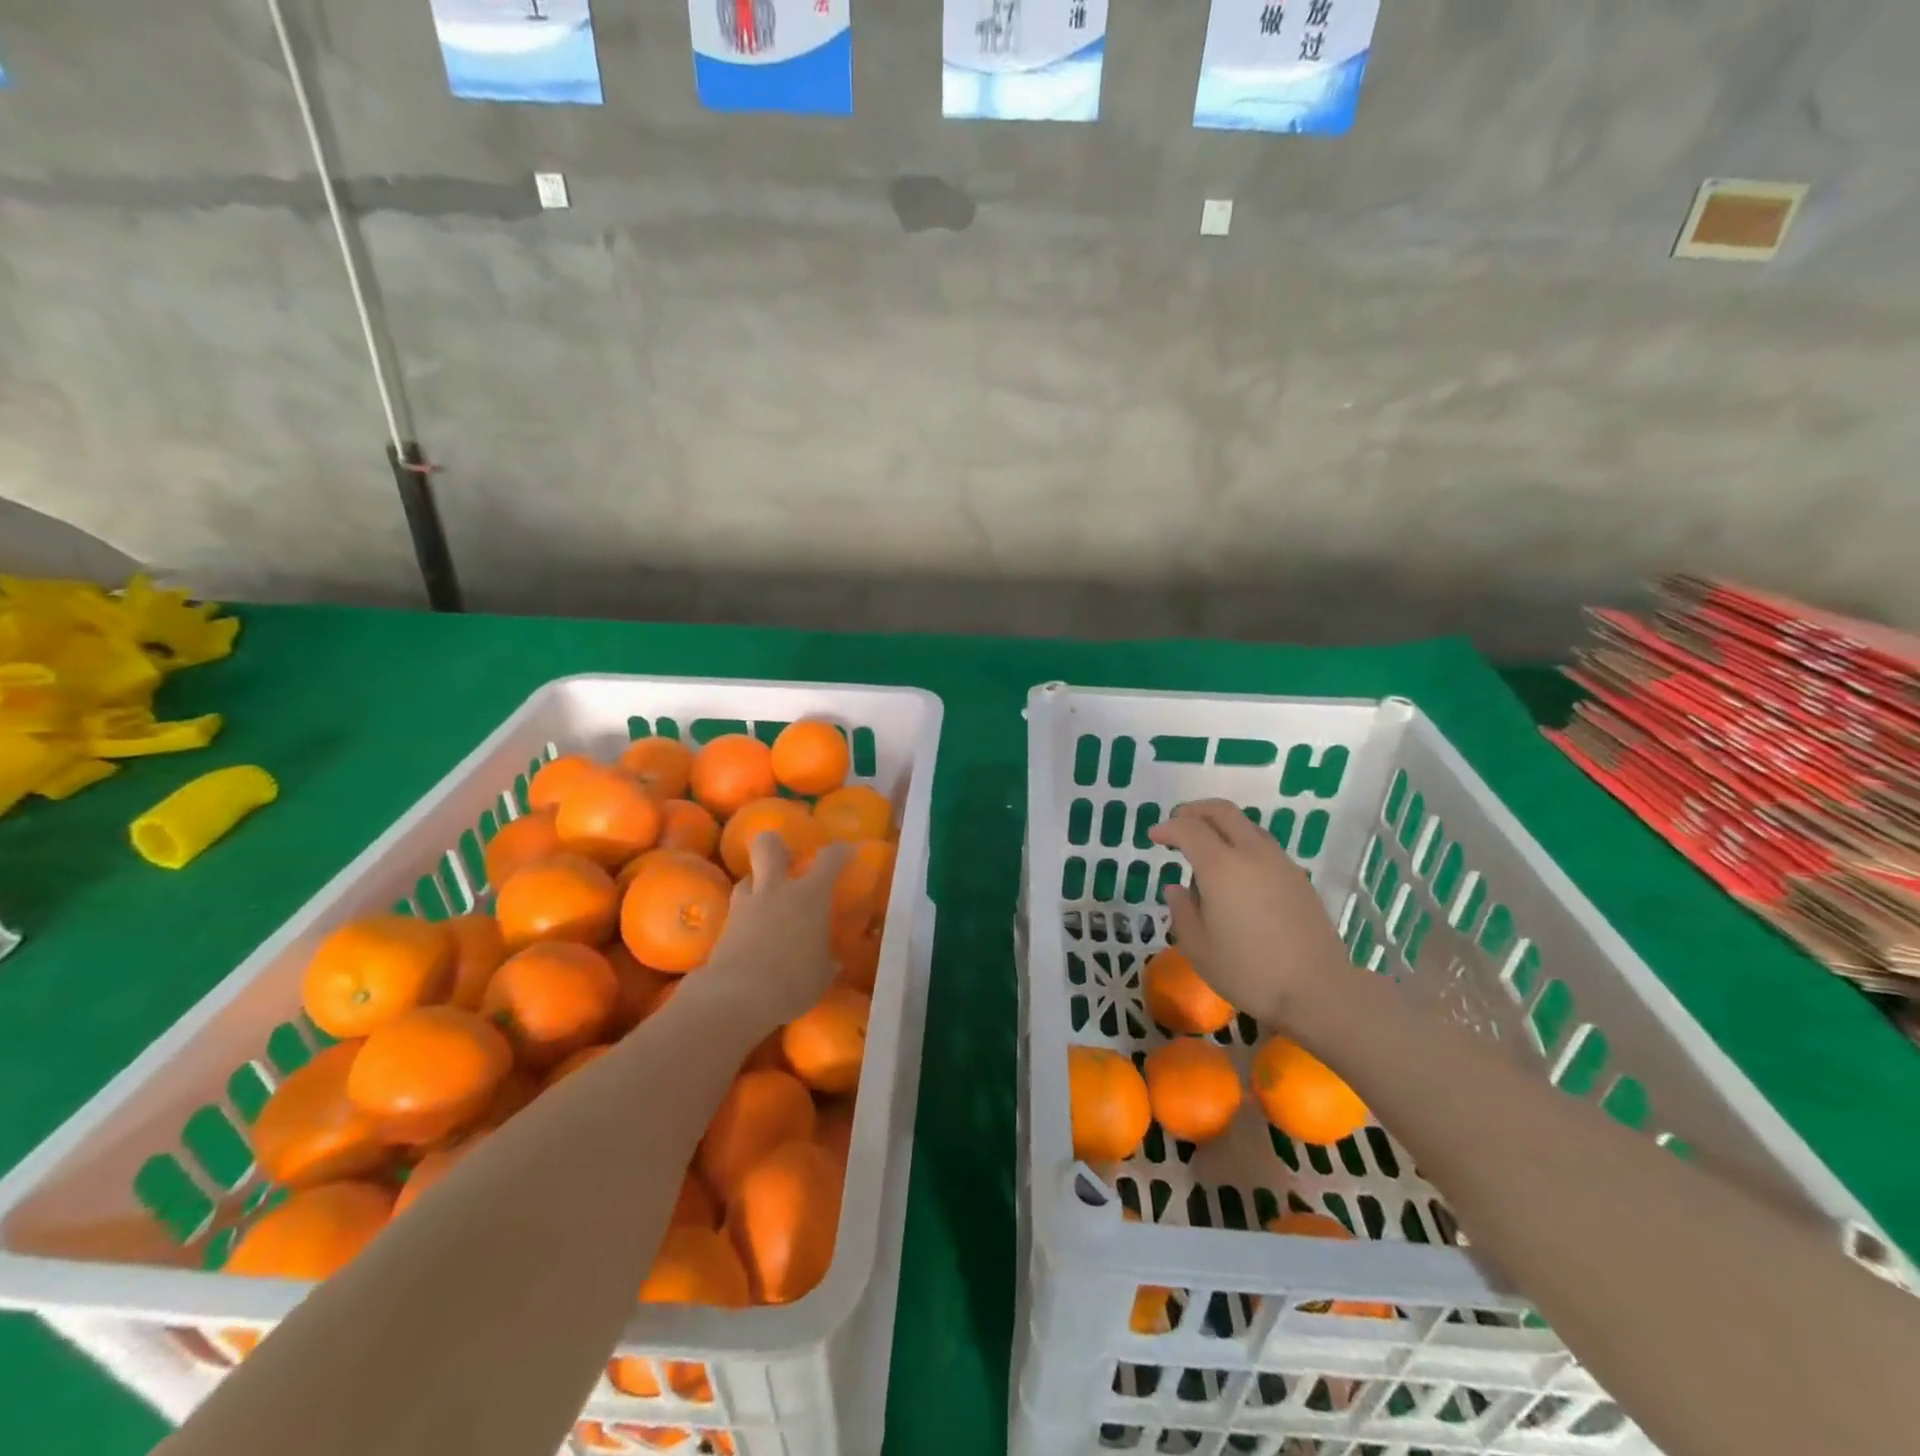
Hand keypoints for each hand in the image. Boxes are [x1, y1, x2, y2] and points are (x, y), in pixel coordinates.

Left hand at [701, 834, 852, 1029]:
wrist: (737, 997)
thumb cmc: (793, 982)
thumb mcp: (822, 974)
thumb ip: (826, 959)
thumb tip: (831, 960)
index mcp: (810, 895)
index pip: (830, 859)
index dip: (840, 852)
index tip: (847, 853)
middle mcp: (777, 889)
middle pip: (769, 845)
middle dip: (776, 845)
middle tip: (786, 860)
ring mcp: (746, 905)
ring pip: (748, 878)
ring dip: (758, 886)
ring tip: (767, 905)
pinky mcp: (723, 926)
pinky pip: (738, 910)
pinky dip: (746, 918)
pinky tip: (753, 936)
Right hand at [1148, 799, 1351, 1026]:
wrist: (1319, 990)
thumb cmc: (1249, 972)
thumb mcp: (1198, 948)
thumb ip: (1182, 911)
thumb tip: (1176, 888)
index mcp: (1221, 867)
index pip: (1188, 828)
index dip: (1167, 828)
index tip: (1154, 838)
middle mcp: (1251, 853)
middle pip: (1221, 811)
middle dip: (1194, 811)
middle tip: (1177, 824)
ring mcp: (1279, 862)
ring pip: (1246, 824)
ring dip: (1221, 825)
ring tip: (1205, 848)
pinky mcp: (1298, 877)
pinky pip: (1263, 845)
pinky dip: (1241, 843)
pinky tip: (1236, 871)